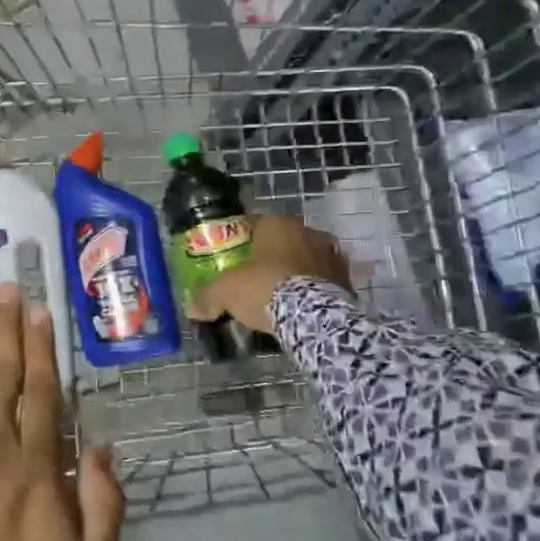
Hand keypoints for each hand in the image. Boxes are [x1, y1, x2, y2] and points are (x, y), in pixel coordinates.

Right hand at [190, 215, 351, 335]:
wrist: (312, 316)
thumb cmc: (264, 288)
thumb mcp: (225, 292)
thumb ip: (207, 297)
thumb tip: (191, 308)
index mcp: (278, 224)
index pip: (256, 224)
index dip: (243, 242)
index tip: (234, 260)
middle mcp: (309, 232)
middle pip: (284, 242)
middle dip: (272, 257)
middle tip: (256, 279)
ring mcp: (332, 255)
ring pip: (307, 260)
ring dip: (296, 272)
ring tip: (280, 296)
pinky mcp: (348, 281)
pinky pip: (324, 282)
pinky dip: (313, 291)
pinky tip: (301, 308)